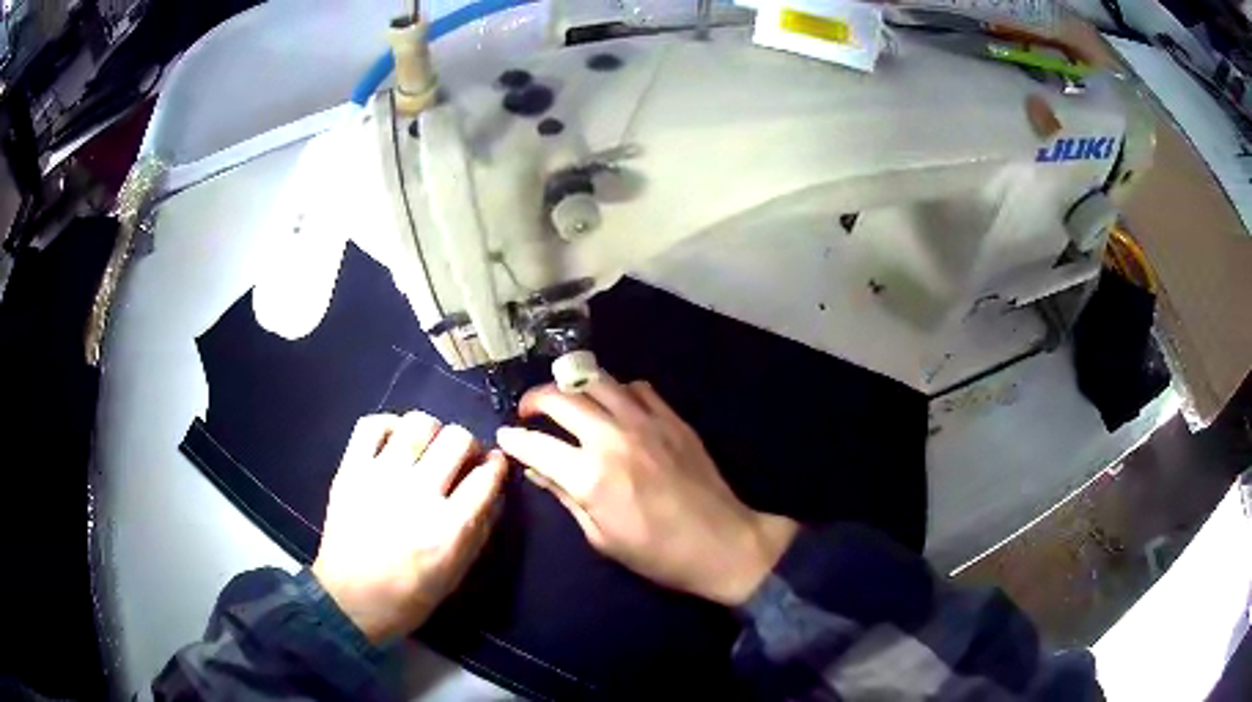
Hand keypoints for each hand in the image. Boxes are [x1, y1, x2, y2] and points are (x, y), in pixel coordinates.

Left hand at [312, 412, 506, 643]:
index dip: (496, 464)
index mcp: (448, 528)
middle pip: (456, 439)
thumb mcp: (457, 573)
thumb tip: (495, 488)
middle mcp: (417, 495)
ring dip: (432, 430)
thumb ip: (480, 529)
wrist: (350, 600)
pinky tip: (395, 441)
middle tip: (461, 457)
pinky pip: (372, 425)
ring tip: (427, 447)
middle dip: (468, 443)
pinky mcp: (350, 470)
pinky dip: (389, 424)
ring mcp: (380, 478)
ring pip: (418, 423)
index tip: (493, 465)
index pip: (486, 476)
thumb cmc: (410, 596)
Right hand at [496, 377, 797, 606]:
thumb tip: (537, 470)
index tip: (504, 435)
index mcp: (591, 475)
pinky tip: (614, 406)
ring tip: (565, 401)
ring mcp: (646, 422)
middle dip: (534, 399)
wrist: (721, 543)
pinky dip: (616, 390)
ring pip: (597, 381)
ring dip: (572, 386)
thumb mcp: (600, 537)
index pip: (536, 444)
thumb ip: (565, 496)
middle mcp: (613, 437)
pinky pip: (636, 387)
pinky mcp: (672, 418)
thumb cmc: (657, 553)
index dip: (514, 439)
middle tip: (527, 411)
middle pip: (561, 398)